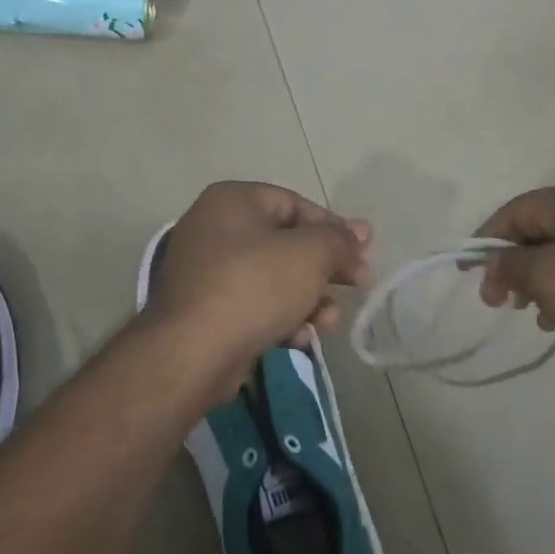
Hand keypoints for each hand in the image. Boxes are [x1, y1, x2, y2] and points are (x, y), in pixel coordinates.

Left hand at [145, 181, 370, 373]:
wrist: (192, 352)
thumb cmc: (255, 287)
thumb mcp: (310, 255)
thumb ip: (339, 240)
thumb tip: (361, 231)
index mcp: (233, 201)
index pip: (296, 205)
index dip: (334, 229)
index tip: (362, 254)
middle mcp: (214, 229)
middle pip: (286, 244)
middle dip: (324, 270)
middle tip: (357, 286)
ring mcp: (206, 272)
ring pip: (274, 279)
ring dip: (308, 300)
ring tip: (327, 321)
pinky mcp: (206, 311)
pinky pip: (254, 305)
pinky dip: (280, 319)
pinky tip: (297, 339)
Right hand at [475, 181, 554, 380]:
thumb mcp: (548, 278)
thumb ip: (511, 265)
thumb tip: (495, 262)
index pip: (515, 211)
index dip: (486, 241)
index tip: (470, 275)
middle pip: (536, 230)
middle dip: (512, 265)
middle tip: (498, 302)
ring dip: (536, 281)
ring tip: (529, 313)